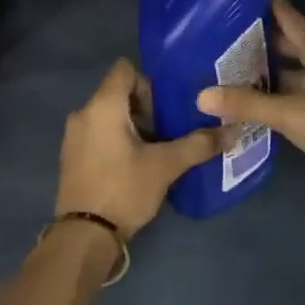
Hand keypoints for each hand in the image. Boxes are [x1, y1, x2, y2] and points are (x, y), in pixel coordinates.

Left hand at [56, 60, 221, 237]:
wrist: (84, 236)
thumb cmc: (124, 189)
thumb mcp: (166, 166)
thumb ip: (198, 144)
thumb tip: (233, 130)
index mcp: (102, 105)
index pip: (124, 69)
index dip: (149, 82)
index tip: (166, 108)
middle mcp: (83, 113)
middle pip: (118, 93)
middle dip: (145, 108)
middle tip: (168, 132)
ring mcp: (73, 136)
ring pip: (109, 115)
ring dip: (132, 126)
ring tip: (156, 150)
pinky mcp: (71, 156)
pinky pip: (98, 133)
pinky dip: (117, 140)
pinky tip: (135, 165)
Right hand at [198, 0, 304, 212]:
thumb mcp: (289, 113)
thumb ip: (246, 104)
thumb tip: (201, 95)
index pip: (289, 18)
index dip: (266, 6)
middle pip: (288, 45)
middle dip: (258, 41)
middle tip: (220, 38)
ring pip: (290, 73)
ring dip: (264, 72)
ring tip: (227, 69)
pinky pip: (294, 98)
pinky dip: (273, 97)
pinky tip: (250, 104)